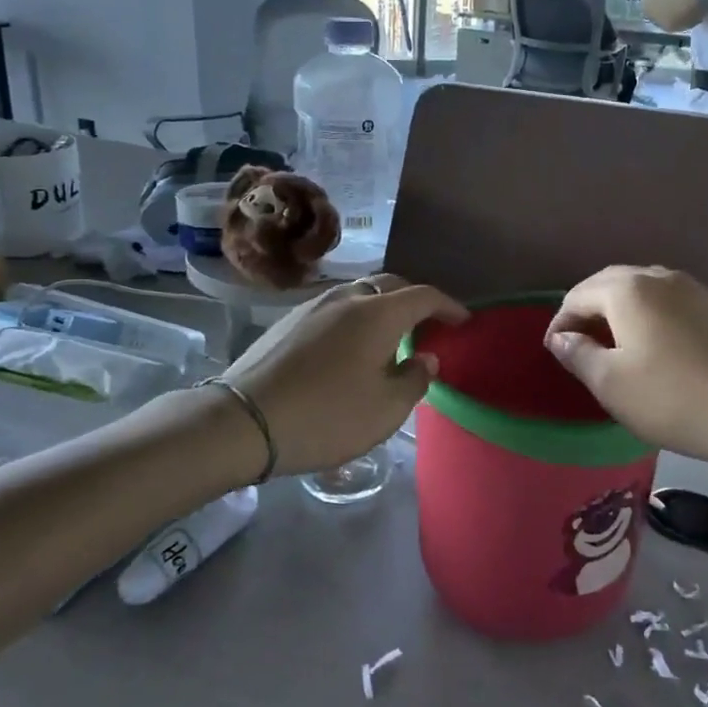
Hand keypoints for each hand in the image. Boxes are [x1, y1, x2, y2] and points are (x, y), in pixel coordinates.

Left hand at [223, 275, 467, 475]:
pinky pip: (335, 308)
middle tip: (428, 324)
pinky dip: (355, 317)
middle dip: (414, 300)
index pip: (424, 296)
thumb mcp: (386, 410)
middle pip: (390, 285)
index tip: (463, 320)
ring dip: (382, 307)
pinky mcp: (288, 320)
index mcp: (378, 313)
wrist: (244, 421)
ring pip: (359, 293)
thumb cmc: (327, 416)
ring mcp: (313, 305)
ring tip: (389, 335)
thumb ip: (415, 379)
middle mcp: (347, 298)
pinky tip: (350, 346)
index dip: (448, 306)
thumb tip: (425, 358)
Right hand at [543, 266, 707, 469]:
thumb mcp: (611, 383)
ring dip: (621, 309)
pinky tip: (657, 343)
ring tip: (615, 340)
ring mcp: (695, 288)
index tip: (555, 351)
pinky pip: (672, 300)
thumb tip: (561, 338)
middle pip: (611, 283)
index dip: (560, 321)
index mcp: (628, 290)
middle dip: (589, 308)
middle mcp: (660, 277)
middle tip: (579, 341)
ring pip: (644, 288)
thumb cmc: (671, 399)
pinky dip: (652, 314)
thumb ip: (578, 354)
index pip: (579, 295)